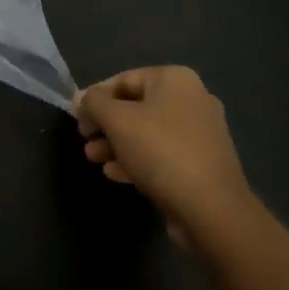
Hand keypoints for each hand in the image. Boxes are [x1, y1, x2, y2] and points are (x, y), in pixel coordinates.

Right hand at [76, 67, 253, 245]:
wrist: (212, 210)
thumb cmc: (161, 151)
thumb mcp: (117, 120)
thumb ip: (94, 103)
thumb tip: (82, 98)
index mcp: (175, 80)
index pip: (123, 79)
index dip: (95, 96)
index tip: (76, 116)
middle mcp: (191, 100)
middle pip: (135, 106)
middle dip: (105, 124)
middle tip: (84, 139)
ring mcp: (200, 134)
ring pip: (147, 132)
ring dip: (116, 144)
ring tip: (93, 159)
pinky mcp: (202, 164)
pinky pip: (162, 154)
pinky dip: (137, 159)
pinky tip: (115, 174)